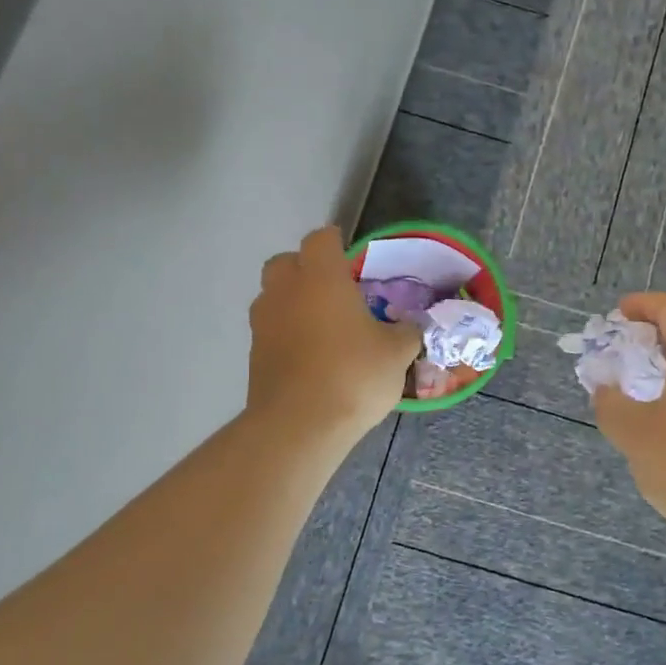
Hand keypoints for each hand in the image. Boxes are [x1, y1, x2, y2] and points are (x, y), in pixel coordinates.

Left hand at [247, 226, 420, 443]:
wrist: (300, 425)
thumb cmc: (354, 375)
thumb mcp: (397, 353)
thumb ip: (406, 332)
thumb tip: (411, 327)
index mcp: (321, 277)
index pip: (321, 239)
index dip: (335, 243)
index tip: (351, 256)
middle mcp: (285, 291)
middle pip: (285, 262)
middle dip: (306, 269)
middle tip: (334, 290)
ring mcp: (263, 323)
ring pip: (273, 296)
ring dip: (293, 302)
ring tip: (322, 326)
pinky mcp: (254, 354)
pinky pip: (271, 330)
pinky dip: (287, 334)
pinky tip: (311, 357)